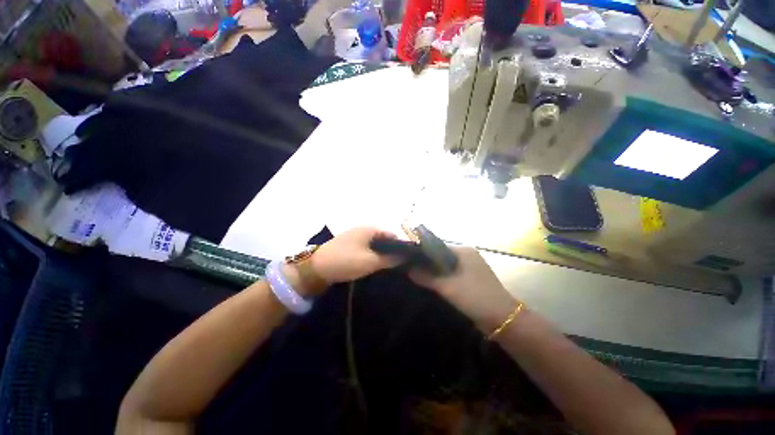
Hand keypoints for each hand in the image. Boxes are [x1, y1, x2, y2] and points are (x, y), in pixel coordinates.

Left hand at [311, 227, 400, 285]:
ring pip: (374, 246)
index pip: (392, 236)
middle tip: (399, 266)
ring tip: (389, 268)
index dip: (401, 247)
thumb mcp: (371, 261)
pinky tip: (374, 267)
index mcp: (370, 229)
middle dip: (391, 252)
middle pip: (383, 240)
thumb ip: (390, 259)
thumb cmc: (346, 261)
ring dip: (381, 255)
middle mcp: (363, 230)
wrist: (315, 268)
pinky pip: (365, 250)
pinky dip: (371, 256)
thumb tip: (405, 257)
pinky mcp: (348, 246)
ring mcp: (355, 237)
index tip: (408, 260)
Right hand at [409, 247, 519, 332]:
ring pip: (447, 267)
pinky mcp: (472, 279)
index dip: (423, 253)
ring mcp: (471, 268)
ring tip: (417, 275)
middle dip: (428, 264)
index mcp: (464, 251)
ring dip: (435, 272)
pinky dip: (443, 278)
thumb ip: (427, 278)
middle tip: (411, 268)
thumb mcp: (448, 287)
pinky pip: (453, 275)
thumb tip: (408, 270)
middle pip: (442, 257)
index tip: (409, 259)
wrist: (503, 319)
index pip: (438, 247)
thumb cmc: (476, 297)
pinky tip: (431, 284)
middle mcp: (468, 256)